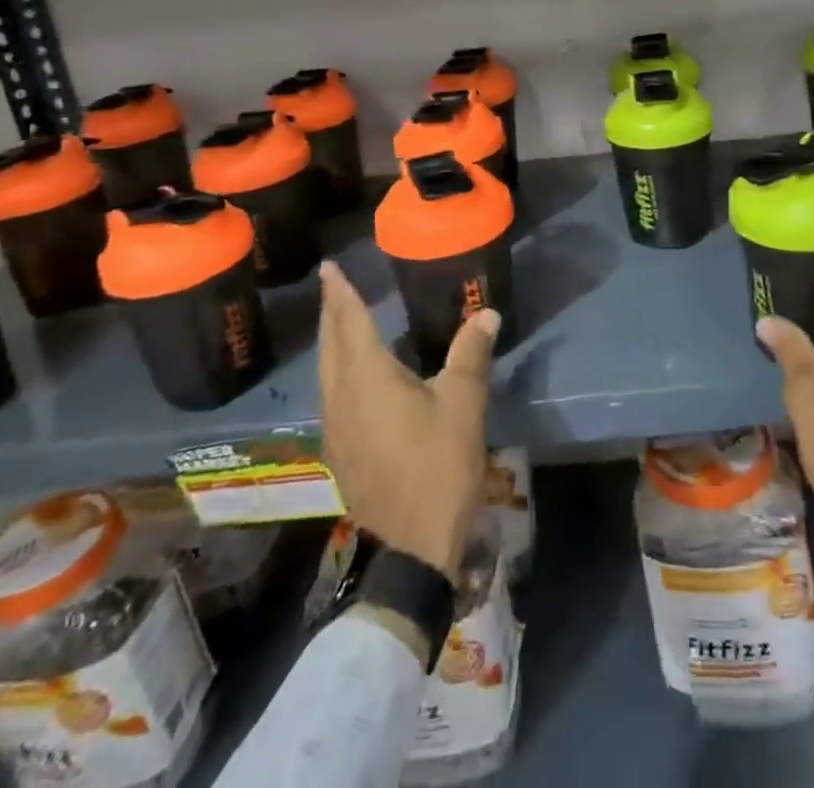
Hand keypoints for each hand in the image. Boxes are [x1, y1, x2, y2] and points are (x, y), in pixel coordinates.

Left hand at [317, 260, 498, 578]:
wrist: (413, 545)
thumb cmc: (439, 464)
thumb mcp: (463, 403)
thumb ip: (470, 353)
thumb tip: (486, 313)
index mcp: (367, 378)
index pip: (350, 322)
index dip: (340, 293)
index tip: (329, 268)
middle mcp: (341, 397)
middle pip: (330, 345)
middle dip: (333, 313)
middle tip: (335, 287)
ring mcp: (335, 428)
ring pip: (326, 371)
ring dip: (333, 342)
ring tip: (343, 322)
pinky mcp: (340, 451)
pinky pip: (331, 394)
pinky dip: (338, 370)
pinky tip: (354, 375)